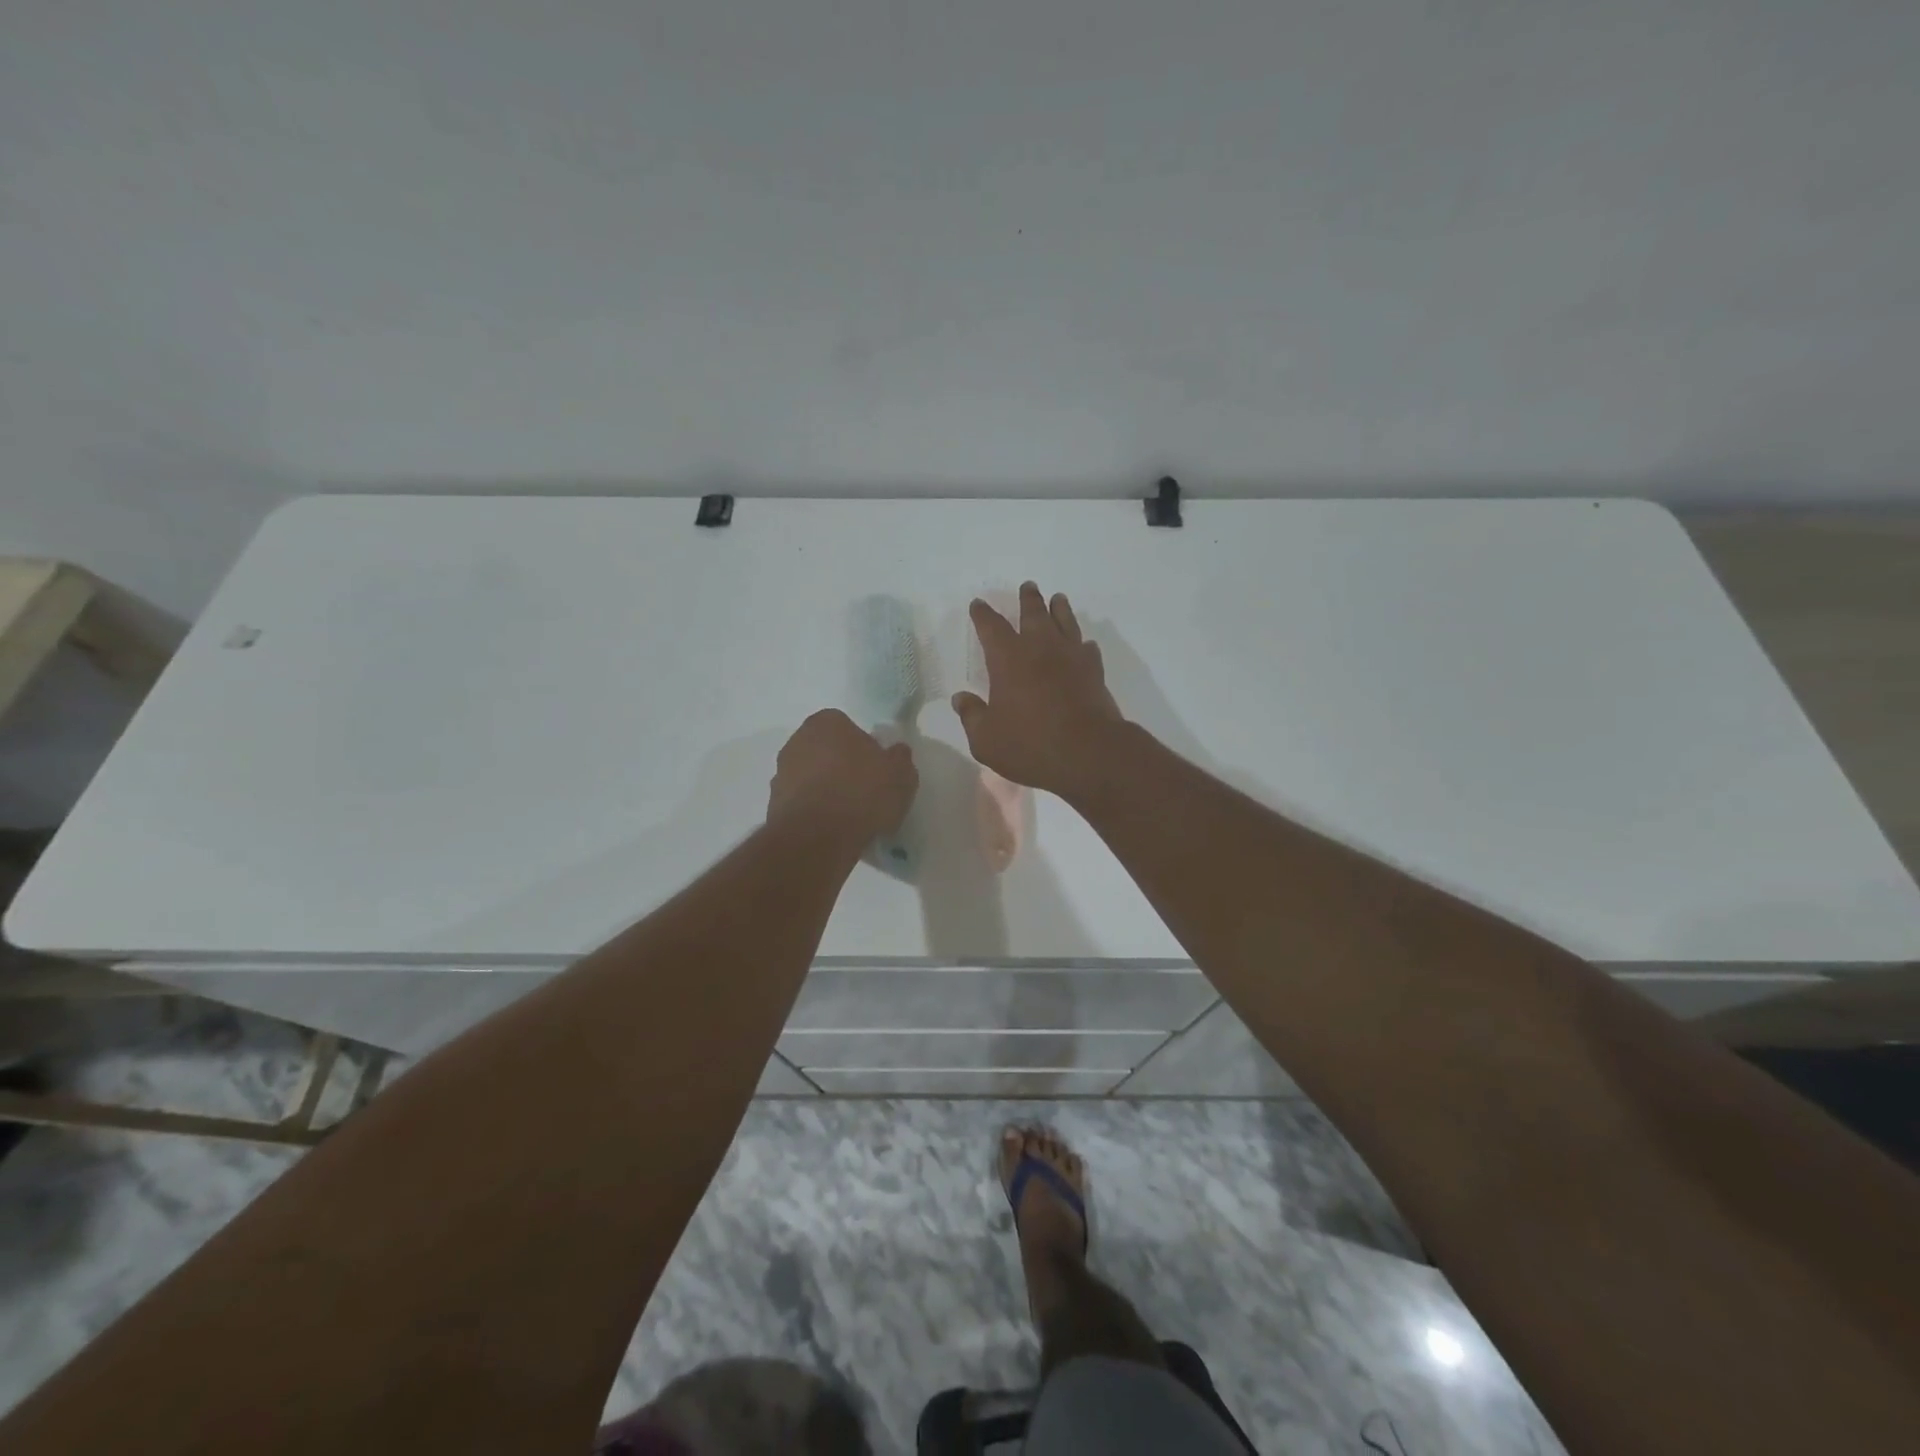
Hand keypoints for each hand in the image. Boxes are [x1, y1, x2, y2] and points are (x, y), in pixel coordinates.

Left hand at [767, 709, 916, 840]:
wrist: (818, 837)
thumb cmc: (862, 793)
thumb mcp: (901, 773)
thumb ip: (899, 758)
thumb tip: (895, 753)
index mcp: (826, 722)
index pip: (848, 727)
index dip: (865, 748)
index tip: (877, 770)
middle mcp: (797, 741)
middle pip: (826, 751)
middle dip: (842, 767)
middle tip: (865, 791)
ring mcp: (781, 773)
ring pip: (812, 777)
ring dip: (826, 790)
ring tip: (849, 816)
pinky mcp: (773, 805)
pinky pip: (802, 804)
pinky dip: (814, 812)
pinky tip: (832, 830)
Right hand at [951, 583, 1123, 798]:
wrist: (1089, 753)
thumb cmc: (1030, 745)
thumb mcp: (986, 739)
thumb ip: (972, 716)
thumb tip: (961, 698)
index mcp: (1008, 658)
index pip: (991, 627)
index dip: (983, 614)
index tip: (978, 604)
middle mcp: (1040, 648)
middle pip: (1033, 613)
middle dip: (1028, 599)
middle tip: (1028, 586)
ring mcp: (1071, 657)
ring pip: (1065, 622)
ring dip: (1059, 609)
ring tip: (1058, 599)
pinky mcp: (1094, 672)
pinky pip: (1087, 649)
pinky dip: (1082, 643)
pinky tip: (1083, 645)